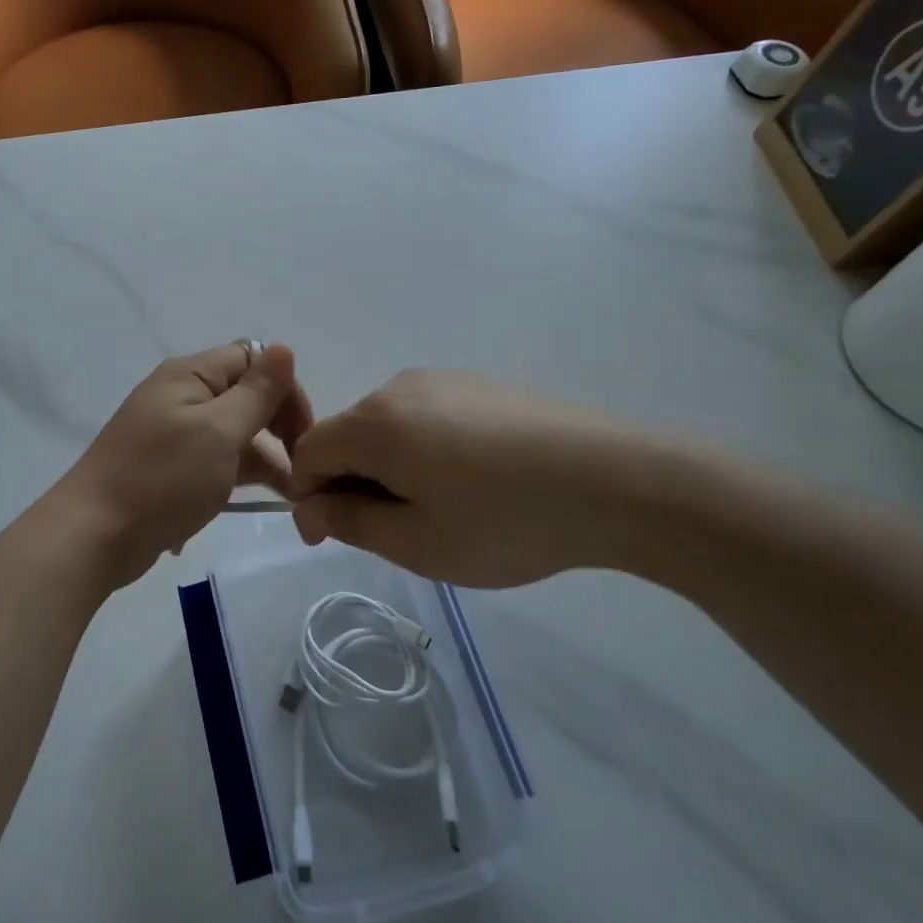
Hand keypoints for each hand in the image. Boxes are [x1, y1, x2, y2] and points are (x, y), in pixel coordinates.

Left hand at [52, 342, 313, 587]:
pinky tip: (255, 504)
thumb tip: (284, 348)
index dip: (284, 390)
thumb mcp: (219, 431)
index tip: (305, 434)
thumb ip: (256, 392)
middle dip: (278, 426)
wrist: (93, 536)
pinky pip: (213, 460)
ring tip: (291, 496)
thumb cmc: (162, 478)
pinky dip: (236, 476)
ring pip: (232, 432)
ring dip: (263, 458)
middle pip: (245, 395)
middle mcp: (181, 394)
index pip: (254, 360)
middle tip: (302, 468)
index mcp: (190, 374)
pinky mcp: (168, 468)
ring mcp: (172, 432)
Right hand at [288, 369, 694, 587]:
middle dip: (353, 482)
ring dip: (391, 467)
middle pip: (347, 435)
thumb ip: (351, 522)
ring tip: (444, 509)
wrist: (614, 479)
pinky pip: (426, 416)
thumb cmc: (504, 520)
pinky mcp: (479, 384)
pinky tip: (476, 481)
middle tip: (399, 533)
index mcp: (374, 422)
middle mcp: (398, 387)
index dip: (310, 497)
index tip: (338, 536)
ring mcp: (443, 380)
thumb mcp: (418, 542)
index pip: (308, 452)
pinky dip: (425, 449)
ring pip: (388, 426)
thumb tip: (311, 509)